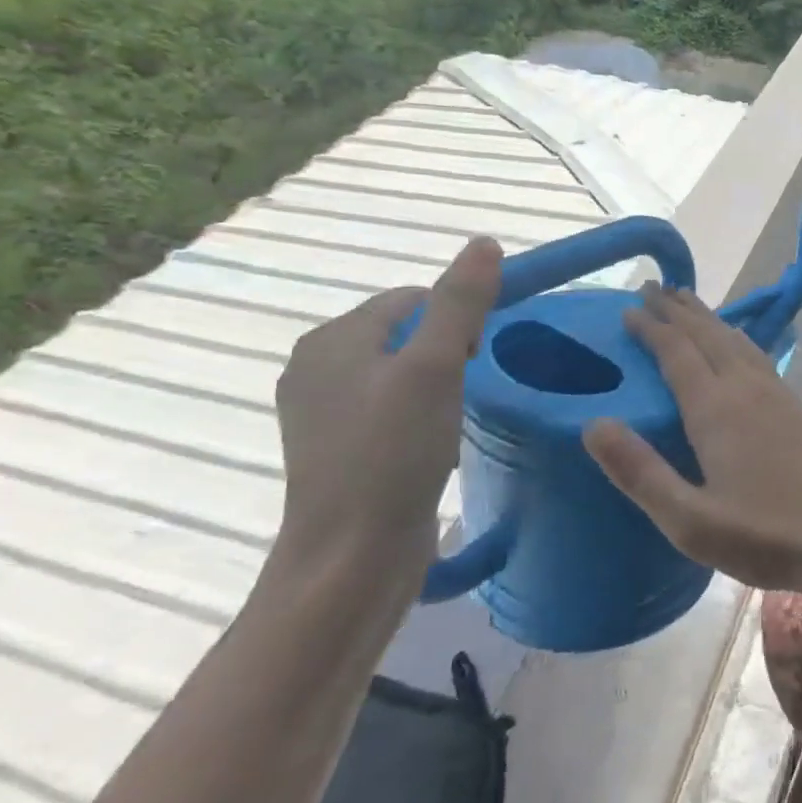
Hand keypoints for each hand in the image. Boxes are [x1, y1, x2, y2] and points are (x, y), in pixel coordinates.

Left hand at [273, 238, 502, 598]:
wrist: (350, 560)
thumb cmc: (393, 454)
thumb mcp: (435, 368)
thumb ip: (461, 302)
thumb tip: (484, 242)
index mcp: (332, 340)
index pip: (412, 299)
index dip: (455, 320)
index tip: (475, 359)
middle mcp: (317, 367)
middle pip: (407, 333)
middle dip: (447, 354)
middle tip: (465, 392)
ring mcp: (323, 412)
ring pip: (402, 373)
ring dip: (437, 387)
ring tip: (450, 423)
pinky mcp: (338, 449)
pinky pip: (390, 408)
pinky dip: (420, 416)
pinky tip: (431, 446)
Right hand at [582, 285, 801, 594]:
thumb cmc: (765, 537)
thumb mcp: (690, 521)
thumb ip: (640, 472)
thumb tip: (593, 425)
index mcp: (716, 410)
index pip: (676, 352)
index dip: (651, 328)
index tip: (628, 309)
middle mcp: (746, 389)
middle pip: (707, 335)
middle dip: (677, 309)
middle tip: (653, 287)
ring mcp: (778, 394)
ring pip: (735, 340)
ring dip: (707, 317)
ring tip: (688, 301)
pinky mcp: (798, 406)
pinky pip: (757, 354)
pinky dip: (736, 336)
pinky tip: (738, 343)